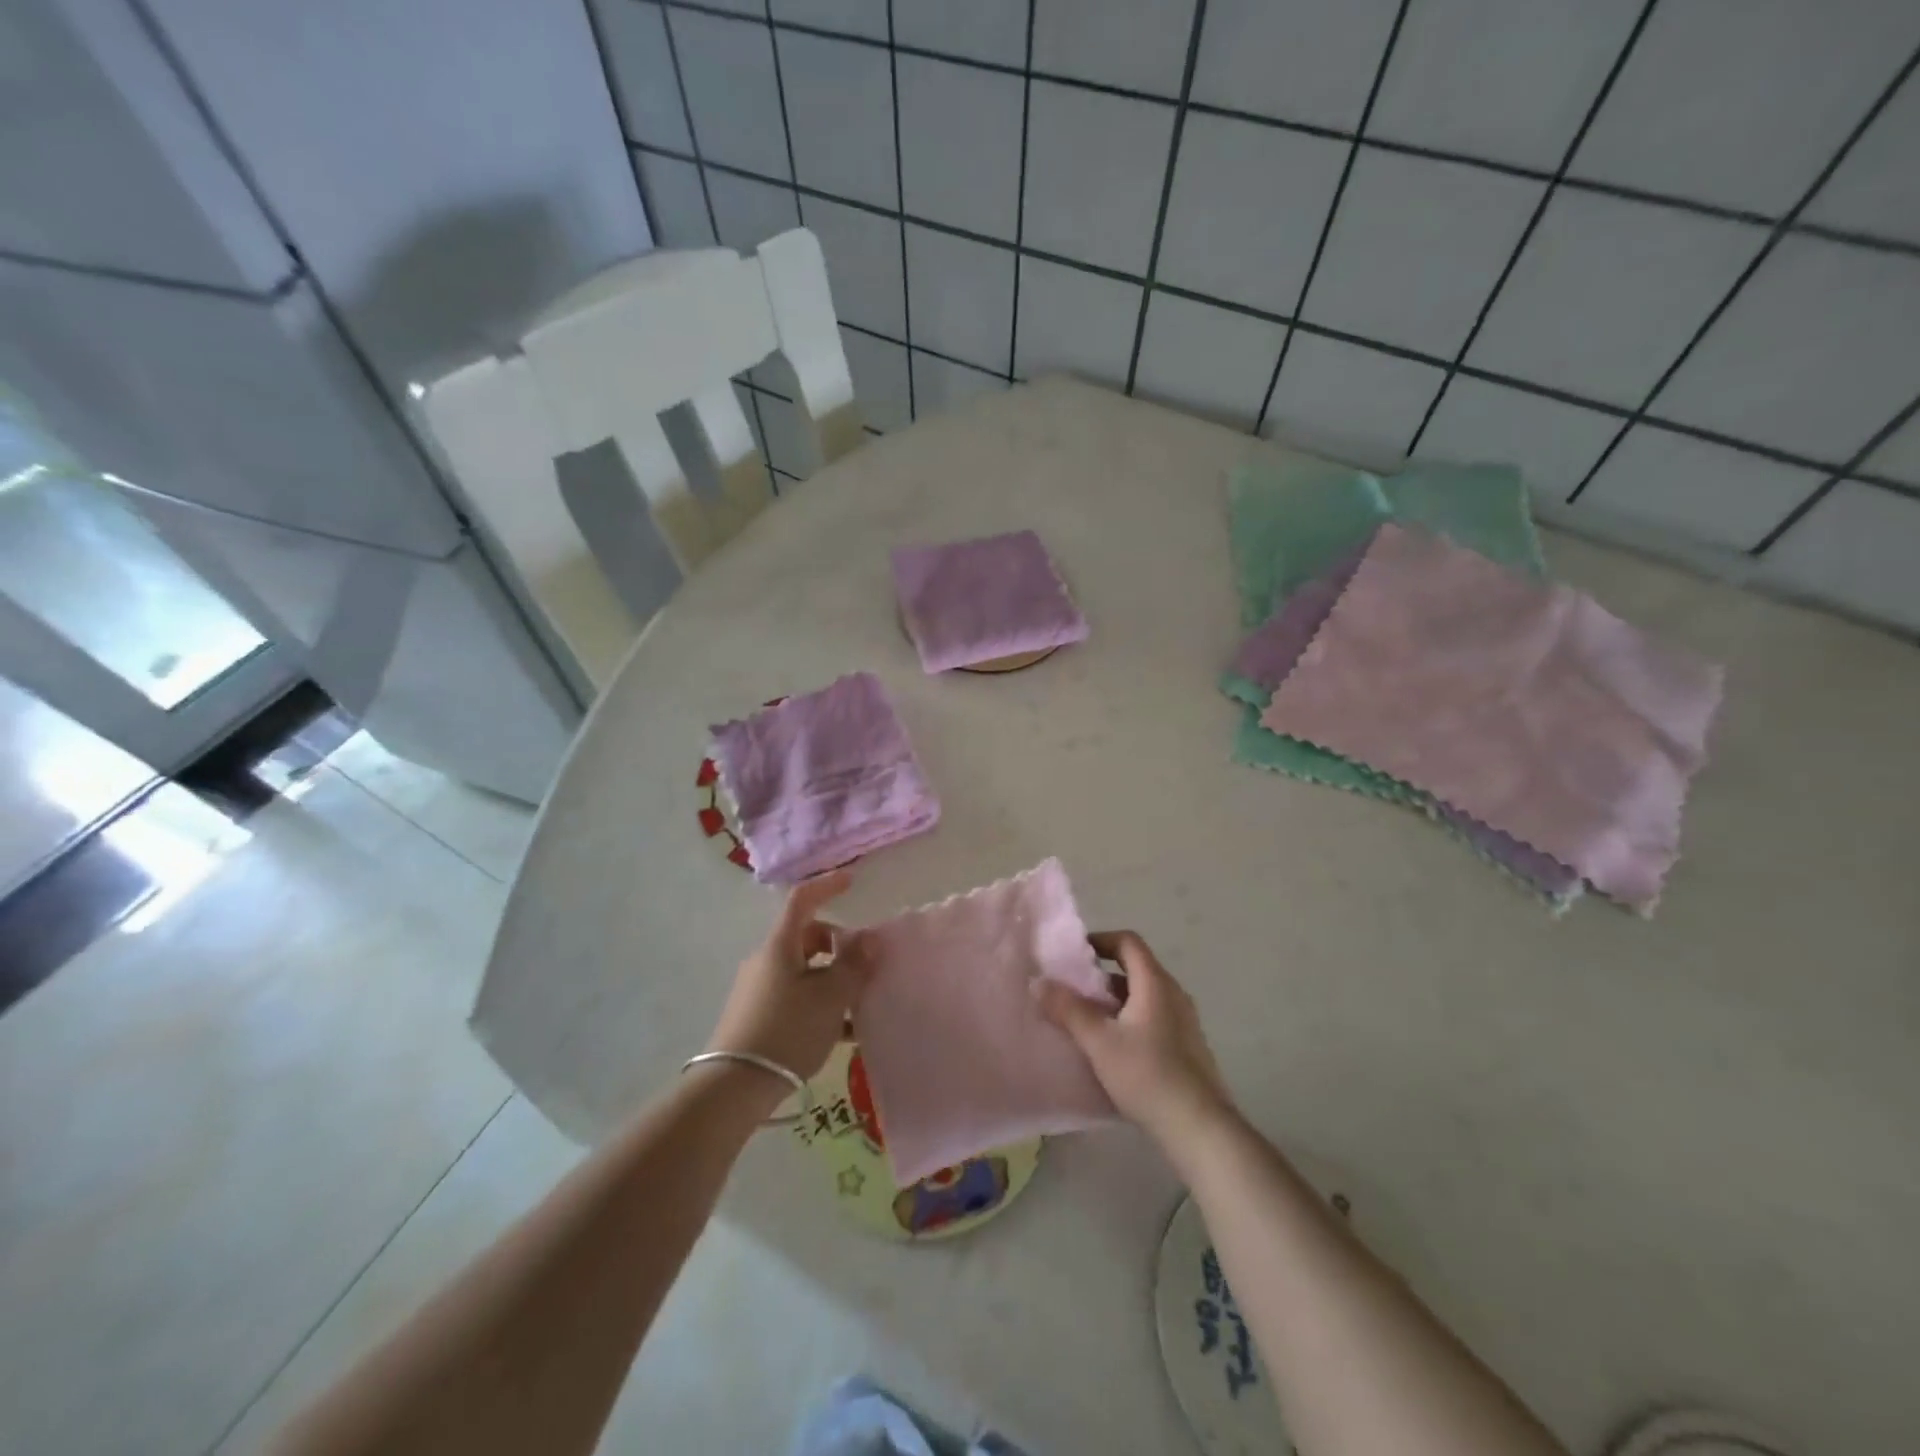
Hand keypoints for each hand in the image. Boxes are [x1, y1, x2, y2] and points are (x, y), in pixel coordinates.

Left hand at [705, 870, 865, 1082]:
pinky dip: (820, 1002)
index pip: (803, 900)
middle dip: (839, 945)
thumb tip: (870, 938)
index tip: (852, 881)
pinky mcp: (757, 1015)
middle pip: (808, 937)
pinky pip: (796, 996)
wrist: (734, 1087)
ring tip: (859, 1005)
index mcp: (780, 945)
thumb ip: (853, 966)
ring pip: (805, 970)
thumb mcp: (829, 997)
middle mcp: (767, 960)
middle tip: (866, 966)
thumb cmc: (787, 1030)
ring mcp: (760, 988)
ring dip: (833, 978)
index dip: (827, 886)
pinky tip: (841, 1032)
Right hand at [1038, 930, 1234, 1146]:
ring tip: (1086, 1022)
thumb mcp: (1099, 1042)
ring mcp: (1185, 1022)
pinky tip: (1113, 1050)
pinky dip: (1130, 1020)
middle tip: (1073, 991)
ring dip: (1114, 1001)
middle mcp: (1174, 994)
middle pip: (1135, 969)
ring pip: (1144, 996)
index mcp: (1155, 983)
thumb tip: (1039, 981)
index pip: (1128, 942)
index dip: (1100, 940)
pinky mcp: (1187, 1047)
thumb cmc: (1147, 1075)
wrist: (1200, 1128)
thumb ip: (1068, 1009)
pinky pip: (1154, 1018)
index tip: (1074, 955)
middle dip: (1101, 976)